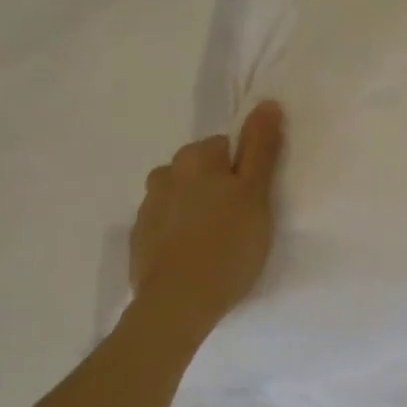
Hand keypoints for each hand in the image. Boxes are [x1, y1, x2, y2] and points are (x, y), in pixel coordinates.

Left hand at [129, 101, 285, 334]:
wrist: (179, 303)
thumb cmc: (228, 244)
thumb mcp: (256, 194)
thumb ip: (262, 148)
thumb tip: (267, 103)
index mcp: (194, 158)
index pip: (227, 146)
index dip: (245, 172)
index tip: (255, 200)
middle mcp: (164, 174)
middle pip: (201, 170)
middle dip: (218, 188)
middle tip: (241, 223)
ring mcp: (147, 208)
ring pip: (182, 197)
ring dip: (198, 210)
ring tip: (218, 243)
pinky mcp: (139, 240)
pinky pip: (167, 226)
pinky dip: (181, 234)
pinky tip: (196, 257)